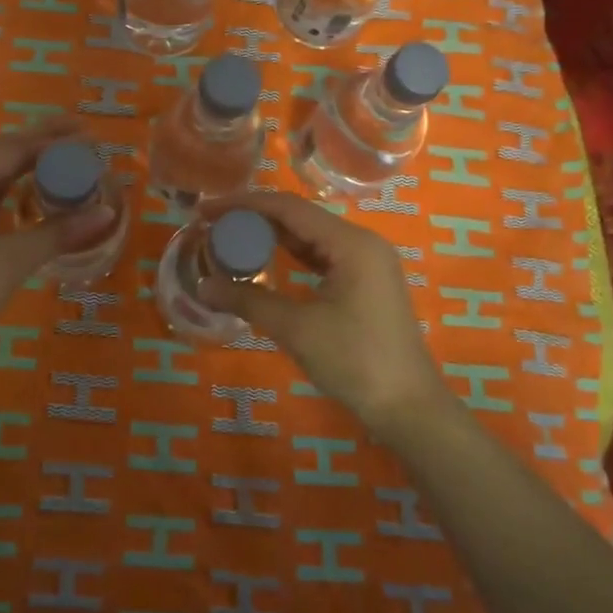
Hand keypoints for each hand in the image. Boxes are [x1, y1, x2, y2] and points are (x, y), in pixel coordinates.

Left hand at [0, 119, 115, 358]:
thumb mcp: (13, 259)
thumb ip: (59, 232)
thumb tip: (106, 212)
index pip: (15, 147)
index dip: (53, 138)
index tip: (89, 134)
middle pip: (4, 154)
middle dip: (42, 144)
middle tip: (82, 139)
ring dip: (30, 167)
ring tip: (67, 162)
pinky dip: (17, 192)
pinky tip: (36, 198)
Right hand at [195, 192, 446, 432]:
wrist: (409, 407)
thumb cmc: (355, 362)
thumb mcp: (297, 329)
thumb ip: (249, 301)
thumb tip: (203, 287)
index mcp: (351, 243)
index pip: (288, 208)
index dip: (244, 205)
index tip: (207, 211)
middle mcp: (361, 242)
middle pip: (300, 217)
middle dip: (255, 219)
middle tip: (212, 227)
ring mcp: (367, 263)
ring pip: (311, 236)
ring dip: (272, 236)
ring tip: (231, 240)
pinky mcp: (366, 282)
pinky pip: (322, 256)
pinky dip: (292, 256)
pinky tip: (265, 260)